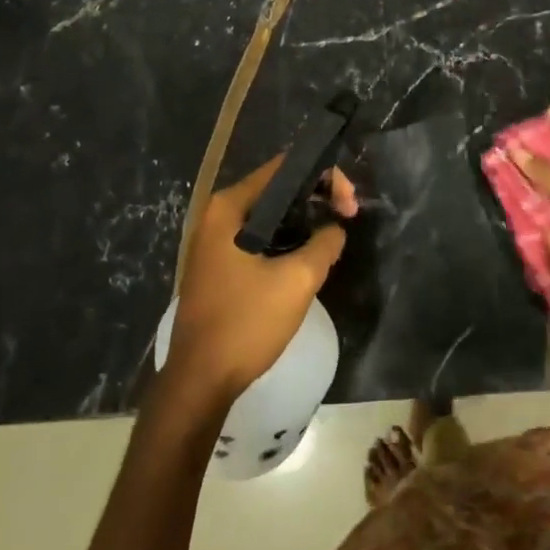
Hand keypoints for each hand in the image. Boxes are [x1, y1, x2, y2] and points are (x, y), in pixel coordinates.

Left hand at [166, 156, 357, 409]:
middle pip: (276, 189)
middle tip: (347, 218)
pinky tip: (307, 255)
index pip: (283, 169)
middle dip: (316, 198)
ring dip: (302, 220)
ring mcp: (214, 241)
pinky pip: (259, 237)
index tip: (349, 205)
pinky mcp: (218, 264)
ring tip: (333, 235)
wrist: (200, 381)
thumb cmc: (246, 324)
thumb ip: (325, 243)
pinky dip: (285, 239)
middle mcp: (217, 216)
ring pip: (269, 215)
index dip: (323, 177)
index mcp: (229, 208)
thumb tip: (335, 228)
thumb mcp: (297, 280)